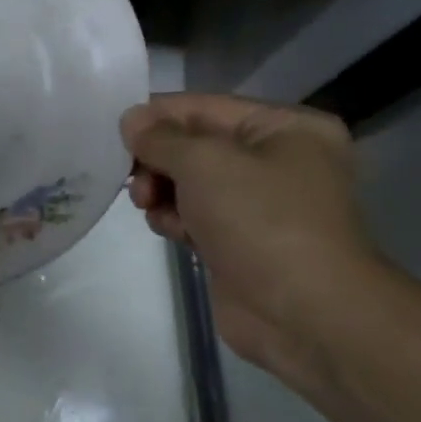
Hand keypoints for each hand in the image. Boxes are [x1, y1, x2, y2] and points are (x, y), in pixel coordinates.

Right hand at [121, 94, 376, 390]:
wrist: (305, 314)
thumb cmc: (261, 221)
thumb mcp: (204, 162)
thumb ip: (160, 137)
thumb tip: (130, 120)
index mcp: (285, 128)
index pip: (204, 107)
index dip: (157, 116)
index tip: (115, 132)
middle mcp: (277, 160)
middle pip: (194, 145)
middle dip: (158, 160)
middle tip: (134, 179)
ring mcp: (260, 205)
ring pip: (190, 183)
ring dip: (162, 191)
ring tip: (150, 206)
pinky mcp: (241, 242)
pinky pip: (195, 216)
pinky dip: (175, 219)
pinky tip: (170, 231)